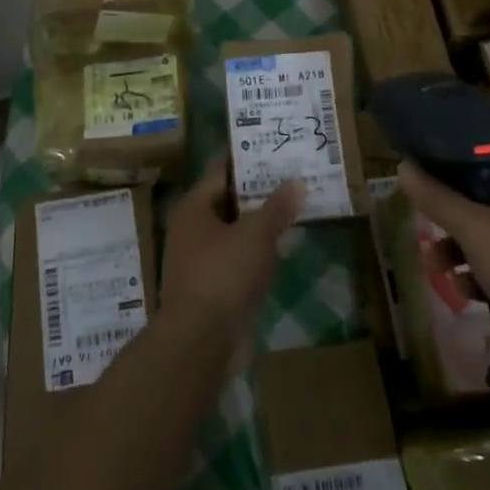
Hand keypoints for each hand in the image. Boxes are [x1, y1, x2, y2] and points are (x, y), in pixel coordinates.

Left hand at [161, 158, 302, 363]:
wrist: (201, 341)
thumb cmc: (223, 274)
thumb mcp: (255, 235)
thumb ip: (277, 207)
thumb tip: (296, 181)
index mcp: (194, 207)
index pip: (221, 171)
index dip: (247, 158)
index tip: (273, 148)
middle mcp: (193, 229)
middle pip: (229, 200)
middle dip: (259, 191)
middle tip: (293, 176)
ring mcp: (202, 260)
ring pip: (236, 231)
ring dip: (261, 223)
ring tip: (296, 207)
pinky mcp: (215, 287)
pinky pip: (240, 259)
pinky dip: (259, 252)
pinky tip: (285, 247)